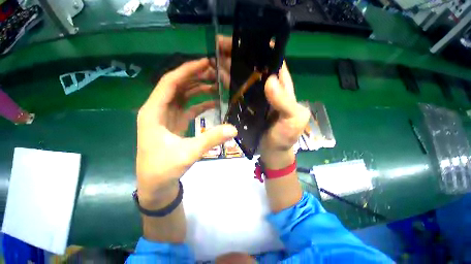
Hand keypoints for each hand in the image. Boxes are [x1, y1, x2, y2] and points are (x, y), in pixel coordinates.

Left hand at [136, 58, 237, 204]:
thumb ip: (211, 139)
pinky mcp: (174, 124)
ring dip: (199, 90)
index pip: (170, 83)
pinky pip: (188, 109)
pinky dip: (200, 104)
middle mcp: (158, 110)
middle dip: (196, 77)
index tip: (206, 63)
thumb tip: (234, 129)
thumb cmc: (163, 169)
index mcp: (153, 112)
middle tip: (216, 73)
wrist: (155, 185)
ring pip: (183, 97)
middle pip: (178, 86)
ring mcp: (167, 117)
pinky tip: (214, 103)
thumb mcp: (188, 153)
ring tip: (217, 86)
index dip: (187, 70)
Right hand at [216, 36, 309, 168]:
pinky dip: (231, 84)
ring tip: (216, 58)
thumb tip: (270, 80)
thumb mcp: (293, 119)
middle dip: (243, 57)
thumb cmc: (286, 137)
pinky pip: (239, 92)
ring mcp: (257, 98)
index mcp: (283, 89)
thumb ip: (285, 102)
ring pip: (246, 79)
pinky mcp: (247, 107)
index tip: (247, 41)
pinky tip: (219, 78)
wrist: (273, 152)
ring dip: (234, 69)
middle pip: (257, 69)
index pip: (275, 64)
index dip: (263, 51)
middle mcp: (270, 90)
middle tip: (224, 47)